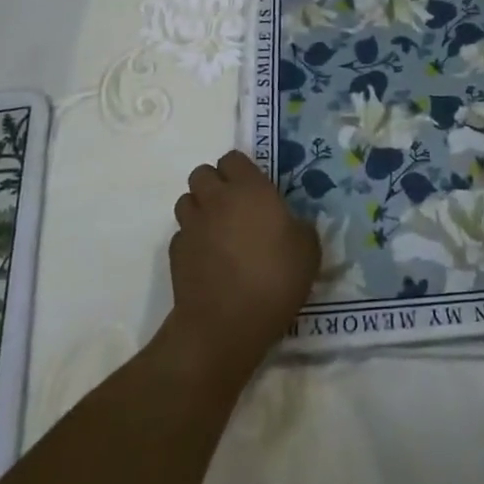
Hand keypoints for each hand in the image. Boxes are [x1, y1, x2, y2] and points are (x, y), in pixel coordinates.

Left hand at [164, 151, 319, 382]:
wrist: (225, 325)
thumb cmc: (274, 279)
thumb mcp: (308, 250)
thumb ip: (299, 227)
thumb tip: (291, 224)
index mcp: (249, 189)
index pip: (233, 158)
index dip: (241, 170)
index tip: (254, 189)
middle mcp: (216, 199)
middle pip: (202, 173)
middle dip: (214, 184)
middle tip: (233, 207)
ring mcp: (192, 225)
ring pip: (186, 201)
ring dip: (199, 209)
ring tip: (217, 231)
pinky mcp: (175, 253)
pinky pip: (181, 234)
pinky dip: (191, 241)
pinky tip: (207, 260)